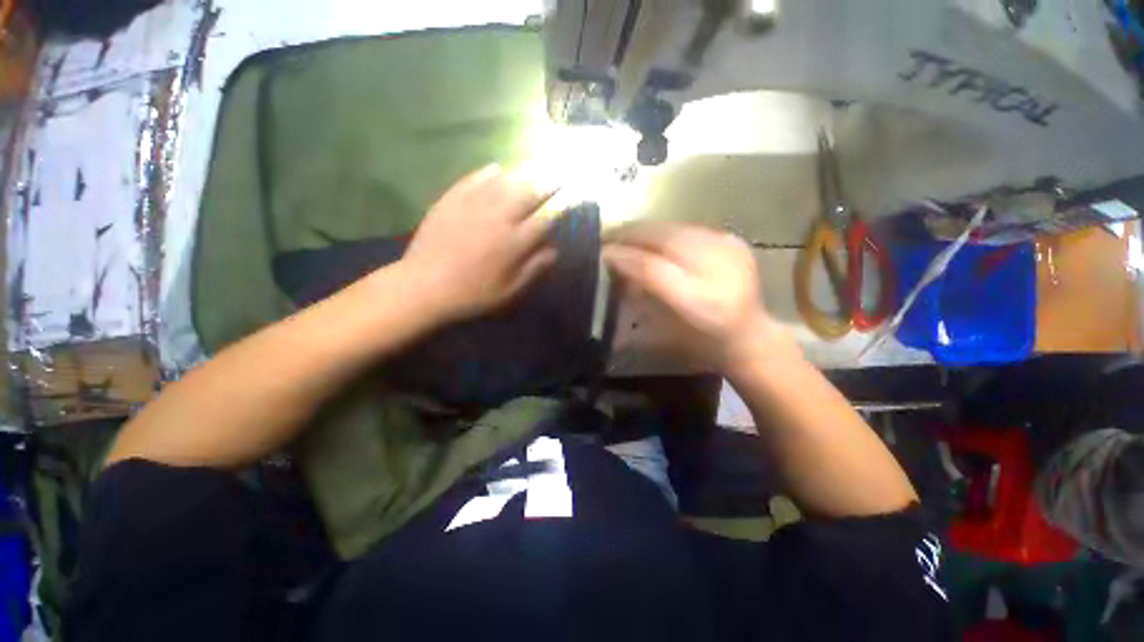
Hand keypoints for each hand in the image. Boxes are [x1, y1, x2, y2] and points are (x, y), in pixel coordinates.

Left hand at [399, 165, 558, 323]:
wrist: (424, 286)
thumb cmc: (472, 293)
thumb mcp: (509, 290)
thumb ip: (533, 268)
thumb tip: (554, 250)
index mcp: (515, 241)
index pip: (546, 216)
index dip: (561, 204)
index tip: (571, 196)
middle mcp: (499, 216)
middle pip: (529, 191)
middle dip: (547, 182)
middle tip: (557, 174)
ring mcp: (474, 204)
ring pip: (504, 180)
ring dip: (523, 172)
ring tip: (534, 166)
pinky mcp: (452, 199)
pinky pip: (474, 179)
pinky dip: (488, 172)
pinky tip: (496, 168)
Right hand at [603, 222, 791, 370]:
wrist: (747, 334)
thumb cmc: (700, 341)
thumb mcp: (664, 328)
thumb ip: (639, 296)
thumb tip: (613, 265)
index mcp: (699, 302)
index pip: (653, 269)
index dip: (624, 257)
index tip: (601, 252)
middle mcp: (718, 270)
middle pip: (665, 240)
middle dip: (630, 235)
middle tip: (606, 235)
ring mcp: (730, 250)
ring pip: (676, 228)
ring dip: (645, 229)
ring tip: (623, 233)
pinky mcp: (734, 240)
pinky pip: (689, 228)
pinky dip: (664, 231)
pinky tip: (651, 236)